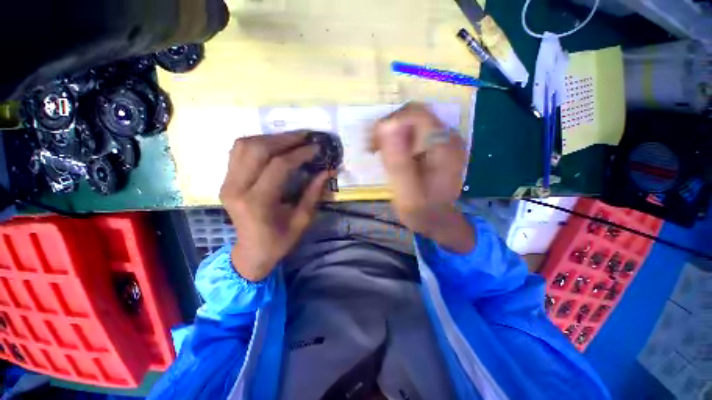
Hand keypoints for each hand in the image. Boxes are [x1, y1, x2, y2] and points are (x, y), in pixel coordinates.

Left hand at [220, 132, 328, 280]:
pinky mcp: (226, 181)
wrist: (251, 252)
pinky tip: (274, 145)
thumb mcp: (302, 220)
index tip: (316, 147)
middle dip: (285, 139)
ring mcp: (227, 183)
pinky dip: (257, 143)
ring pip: (244, 145)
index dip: (300, 153)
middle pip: (258, 149)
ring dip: (270, 138)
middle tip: (305, 136)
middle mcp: (237, 188)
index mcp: (258, 203)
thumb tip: (328, 171)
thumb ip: (314, 193)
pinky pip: (238, 151)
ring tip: (291, 139)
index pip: (279, 166)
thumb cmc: (279, 241)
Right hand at [371, 103, 475, 252]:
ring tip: (382, 155)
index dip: (390, 123)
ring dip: (393, 136)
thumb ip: (397, 160)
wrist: (437, 221)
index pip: (415, 114)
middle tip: (376, 150)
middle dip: (390, 130)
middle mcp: (449, 137)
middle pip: (414, 116)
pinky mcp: (439, 148)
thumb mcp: (406, 191)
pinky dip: (401, 141)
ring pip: (413, 124)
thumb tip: (385, 126)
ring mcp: (445, 141)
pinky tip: (394, 156)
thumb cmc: (421, 210)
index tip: (375, 144)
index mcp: (444, 146)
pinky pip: (416, 134)